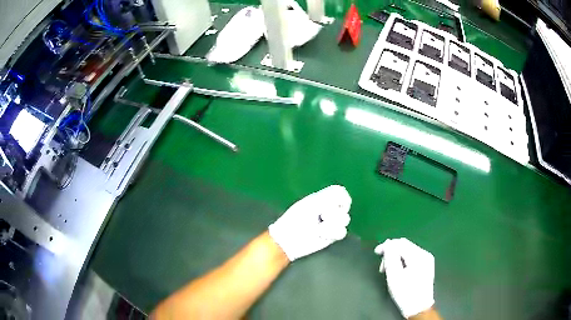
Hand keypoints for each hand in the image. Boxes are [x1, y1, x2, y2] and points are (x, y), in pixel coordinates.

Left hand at [268, 185, 350, 261]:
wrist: (290, 239)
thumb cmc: (296, 219)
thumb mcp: (312, 204)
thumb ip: (328, 197)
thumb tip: (343, 192)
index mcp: (321, 199)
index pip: (340, 192)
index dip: (342, 198)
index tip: (334, 203)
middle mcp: (328, 209)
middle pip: (345, 207)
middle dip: (334, 213)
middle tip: (321, 216)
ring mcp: (331, 222)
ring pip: (345, 219)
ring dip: (331, 224)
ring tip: (319, 229)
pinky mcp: (332, 235)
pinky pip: (342, 232)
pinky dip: (332, 233)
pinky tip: (321, 236)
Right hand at [375, 238, 434, 318]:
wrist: (418, 307)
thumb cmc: (405, 293)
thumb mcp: (394, 276)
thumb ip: (391, 257)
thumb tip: (388, 243)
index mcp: (418, 256)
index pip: (401, 243)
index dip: (387, 245)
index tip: (376, 252)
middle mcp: (425, 254)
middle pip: (405, 246)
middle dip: (392, 252)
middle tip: (382, 266)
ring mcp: (427, 260)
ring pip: (408, 251)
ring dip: (396, 257)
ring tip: (389, 270)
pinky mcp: (426, 266)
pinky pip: (412, 257)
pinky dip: (403, 261)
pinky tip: (398, 270)